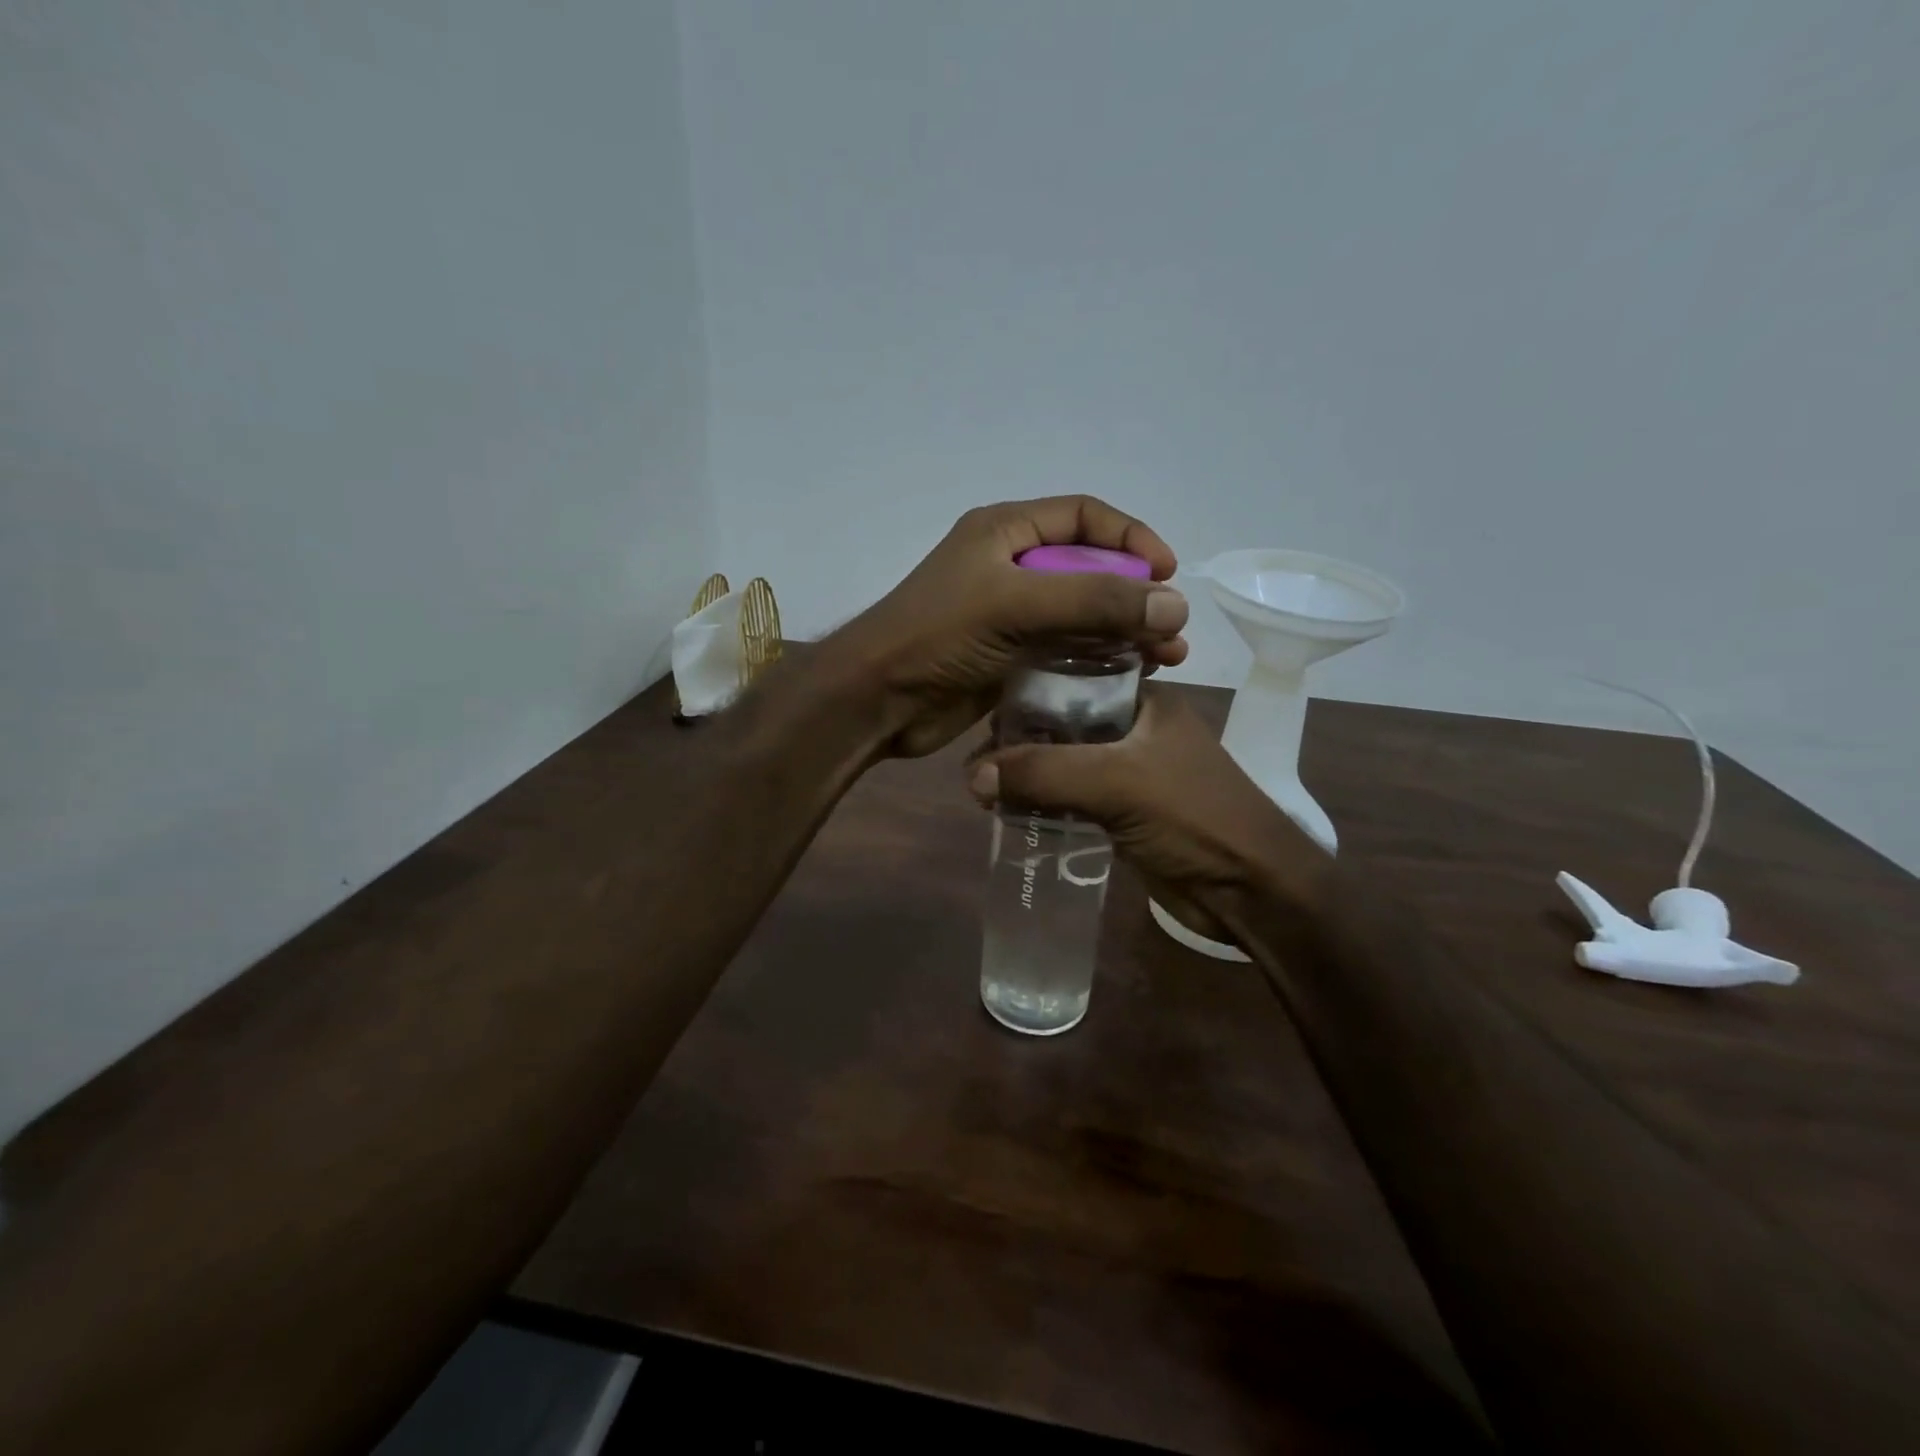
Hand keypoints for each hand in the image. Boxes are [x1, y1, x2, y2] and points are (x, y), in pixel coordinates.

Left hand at [831, 496, 1189, 758]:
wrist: (877, 700)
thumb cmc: (937, 636)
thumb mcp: (1015, 605)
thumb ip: (1094, 600)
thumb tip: (1173, 604)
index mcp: (1005, 532)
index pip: (1083, 516)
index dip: (1130, 537)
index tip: (1167, 572)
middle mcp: (1010, 568)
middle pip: (1089, 570)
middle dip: (1134, 596)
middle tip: (1171, 630)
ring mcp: (1010, 617)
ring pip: (1082, 616)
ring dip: (1124, 633)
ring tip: (1164, 660)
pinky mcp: (1009, 659)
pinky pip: (1066, 652)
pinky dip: (1099, 662)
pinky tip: (1129, 680)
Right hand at [967, 685, 1329, 944]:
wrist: (1252, 890)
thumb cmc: (1194, 817)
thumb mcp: (1117, 783)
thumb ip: (1045, 773)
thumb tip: (972, 776)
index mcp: (1144, 701)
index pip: (1072, 679)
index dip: (1027, 694)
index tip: (982, 717)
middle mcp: (1136, 729)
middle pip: (1063, 725)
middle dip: (1019, 742)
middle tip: (973, 762)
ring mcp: (1132, 772)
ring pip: (1065, 764)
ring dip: (1028, 776)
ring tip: (980, 790)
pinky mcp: (1126, 812)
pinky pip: (1073, 798)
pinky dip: (1043, 803)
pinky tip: (1009, 812)